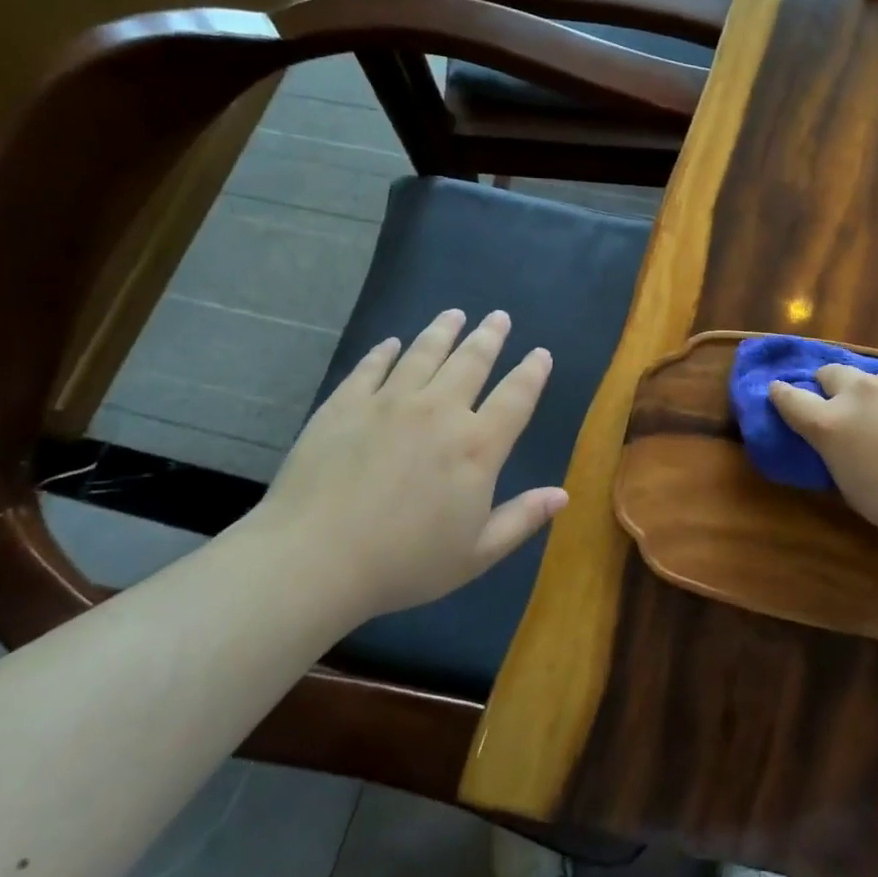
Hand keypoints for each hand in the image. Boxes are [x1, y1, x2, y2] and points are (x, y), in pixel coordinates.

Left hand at [252, 309, 564, 619]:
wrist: (315, 559)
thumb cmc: (404, 563)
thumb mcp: (476, 554)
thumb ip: (522, 519)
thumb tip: (562, 494)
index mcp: (477, 446)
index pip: (515, 397)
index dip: (532, 372)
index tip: (540, 353)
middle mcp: (439, 411)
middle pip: (471, 361)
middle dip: (489, 336)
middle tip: (499, 316)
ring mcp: (389, 402)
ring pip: (424, 353)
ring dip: (443, 331)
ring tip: (454, 313)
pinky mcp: (345, 404)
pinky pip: (372, 367)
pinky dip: (386, 352)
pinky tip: (392, 343)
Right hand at [769, 367, 877, 563]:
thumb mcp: (853, 487)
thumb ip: (837, 452)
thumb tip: (839, 438)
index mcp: (830, 424)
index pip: (788, 397)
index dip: (781, 394)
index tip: (779, 391)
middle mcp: (858, 393)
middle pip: (830, 372)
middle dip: (829, 386)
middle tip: (843, 407)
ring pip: (877, 381)